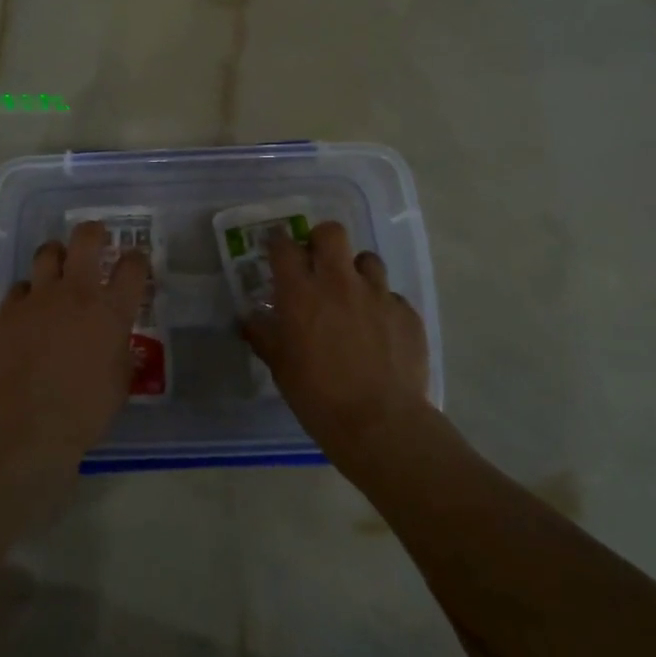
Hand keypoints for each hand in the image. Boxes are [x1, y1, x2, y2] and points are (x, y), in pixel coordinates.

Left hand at [0, 221, 149, 461]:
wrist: (30, 422)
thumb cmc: (86, 408)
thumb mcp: (121, 381)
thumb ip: (120, 351)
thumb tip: (116, 342)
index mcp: (111, 310)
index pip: (132, 267)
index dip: (137, 257)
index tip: (136, 259)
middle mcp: (77, 292)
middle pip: (86, 239)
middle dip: (93, 232)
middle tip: (96, 237)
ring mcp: (40, 297)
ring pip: (47, 252)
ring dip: (56, 255)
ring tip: (58, 264)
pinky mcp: (9, 310)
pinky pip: (19, 287)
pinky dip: (28, 293)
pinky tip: (29, 306)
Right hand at [241, 221, 433, 458]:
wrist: (380, 423)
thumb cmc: (318, 395)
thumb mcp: (280, 366)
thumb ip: (263, 335)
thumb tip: (249, 318)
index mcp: (301, 292)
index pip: (284, 246)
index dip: (278, 242)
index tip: (276, 247)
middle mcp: (339, 282)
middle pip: (331, 233)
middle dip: (321, 240)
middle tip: (318, 260)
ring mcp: (377, 295)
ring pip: (368, 259)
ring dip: (356, 271)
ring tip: (353, 295)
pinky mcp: (406, 313)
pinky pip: (392, 297)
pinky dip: (382, 307)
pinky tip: (380, 331)